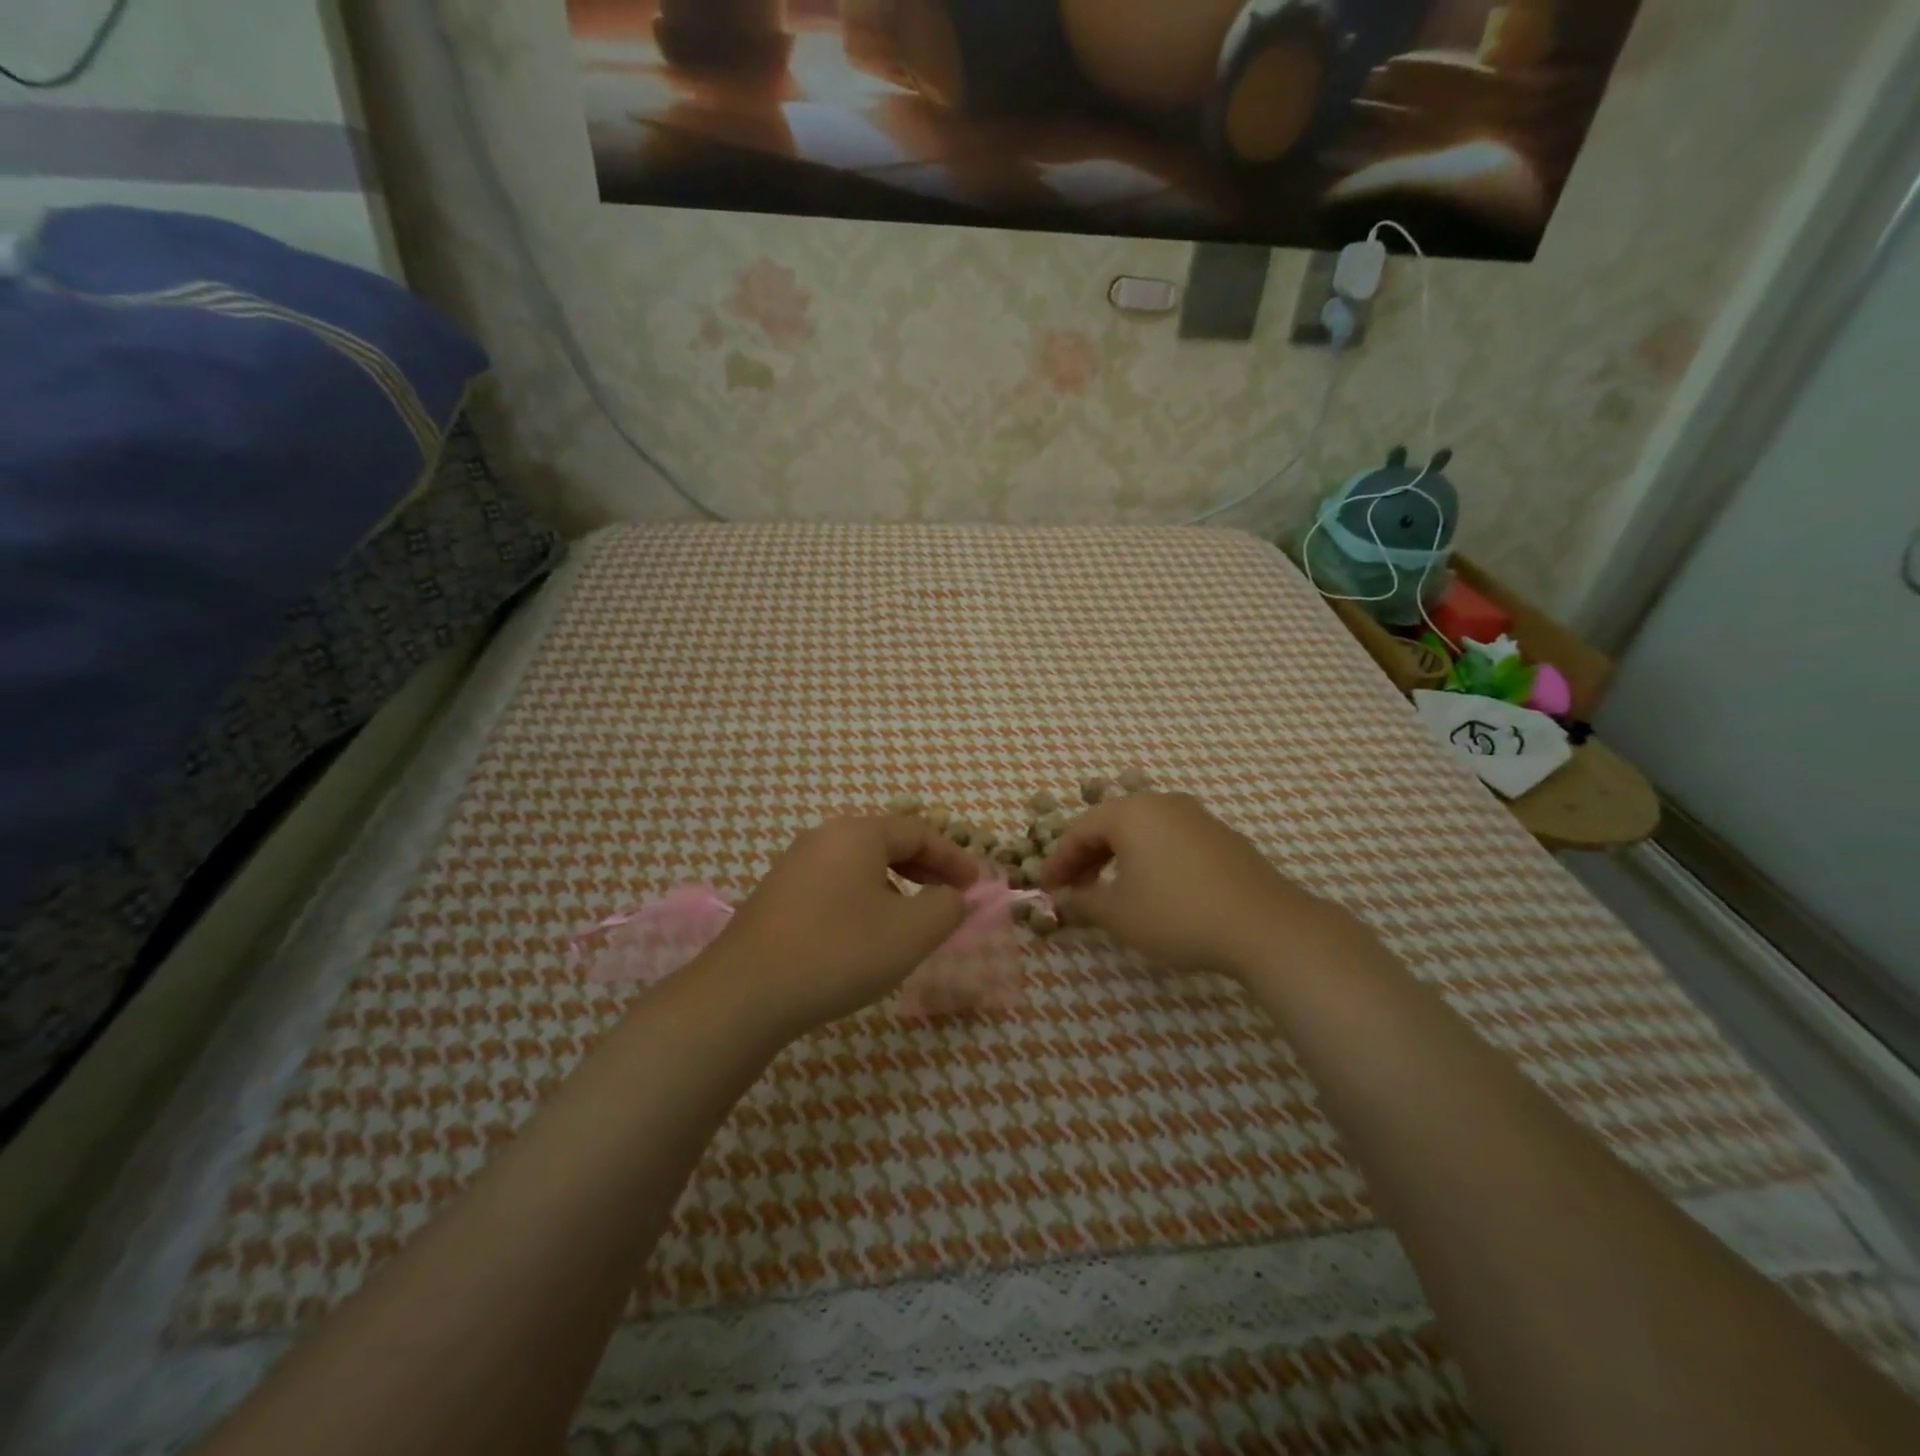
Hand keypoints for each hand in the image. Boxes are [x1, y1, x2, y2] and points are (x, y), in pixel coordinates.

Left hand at [705, 815, 980, 1035]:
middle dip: (926, 871)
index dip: (955, 858)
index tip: (978, 886)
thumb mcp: (912, 931)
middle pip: (888, 844)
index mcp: (858, 833)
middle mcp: (824, 838)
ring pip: (860, 866)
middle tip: (951, 899)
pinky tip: (866, 936)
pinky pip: (835, 885)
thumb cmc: (840, 952)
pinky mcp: (776, 896)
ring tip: (912, 921)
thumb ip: (947, 906)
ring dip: (896, 887)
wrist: (745, 993)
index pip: (919, 832)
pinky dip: (864, 900)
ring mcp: (794, 865)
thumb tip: (953, 896)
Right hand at [1038, 792, 1349, 978]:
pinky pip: (1170, 840)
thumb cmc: (1177, 914)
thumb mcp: (1118, 914)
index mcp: (1131, 812)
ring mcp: (1197, 817)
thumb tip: (1061, 902)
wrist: (1266, 926)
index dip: (1058, 861)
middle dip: (1086, 859)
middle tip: (1074, 891)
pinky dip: (1149, 860)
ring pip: (1142, 832)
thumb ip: (1082, 903)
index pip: (1080, 830)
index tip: (1045, 889)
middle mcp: (1163, 803)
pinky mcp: (1221, 837)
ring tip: (1110, 892)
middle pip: (1110, 825)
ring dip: (1117, 859)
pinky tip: (1153, 890)